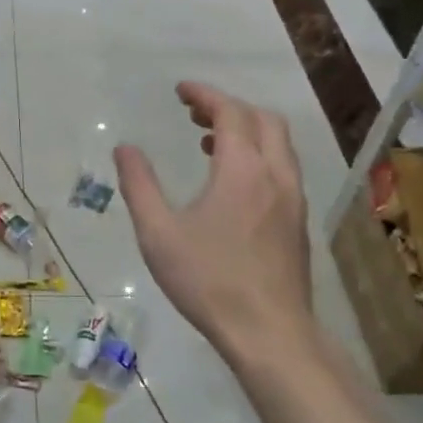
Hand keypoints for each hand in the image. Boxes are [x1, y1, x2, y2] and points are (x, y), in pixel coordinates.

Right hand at [114, 82, 315, 374]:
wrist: (268, 331)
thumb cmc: (208, 280)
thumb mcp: (158, 232)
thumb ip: (139, 185)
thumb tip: (124, 149)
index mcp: (242, 170)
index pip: (229, 111)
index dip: (204, 94)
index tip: (180, 90)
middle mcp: (275, 174)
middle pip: (262, 119)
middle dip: (228, 107)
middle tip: (193, 113)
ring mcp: (293, 198)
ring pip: (277, 144)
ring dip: (246, 131)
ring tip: (208, 144)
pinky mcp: (297, 221)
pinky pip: (281, 168)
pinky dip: (258, 156)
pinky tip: (232, 184)